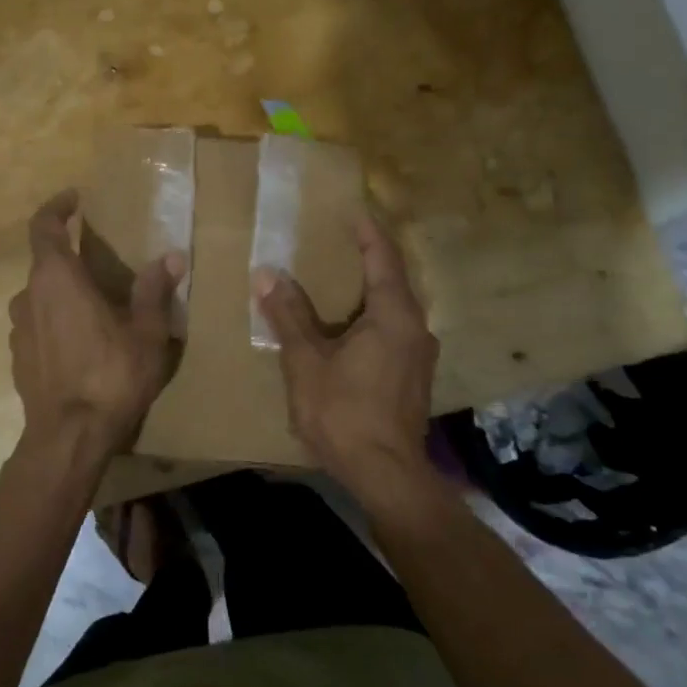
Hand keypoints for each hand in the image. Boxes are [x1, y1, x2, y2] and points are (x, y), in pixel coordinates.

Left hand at [8, 189, 184, 460]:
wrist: (68, 438)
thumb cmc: (110, 376)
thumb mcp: (146, 333)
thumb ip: (154, 291)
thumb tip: (171, 257)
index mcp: (56, 279)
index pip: (43, 226)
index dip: (56, 207)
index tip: (74, 199)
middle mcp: (28, 296)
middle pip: (45, 264)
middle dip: (71, 259)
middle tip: (104, 266)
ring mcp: (18, 330)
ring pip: (41, 298)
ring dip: (64, 295)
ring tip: (98, 310)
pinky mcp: (17, 358)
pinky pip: (38, 327)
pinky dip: (57, 323)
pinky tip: (83, 346)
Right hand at [255, 216, 438, 499]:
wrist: (386, 475)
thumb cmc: (344, 412)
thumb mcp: (306, 362)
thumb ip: (289, 316)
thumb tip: (267, 274)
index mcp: (393, 316)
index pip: (383, 258)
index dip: (368, 232)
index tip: (353, 211)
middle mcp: (415, 328)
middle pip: (393, 281)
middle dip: (369, 259)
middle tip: (340, 242)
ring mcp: (419, 356)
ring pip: (395, 309)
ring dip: (370, 291)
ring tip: (340, 282)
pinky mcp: (414, 378)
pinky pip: (394, 331)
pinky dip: (373, 317)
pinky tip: (349, 329)